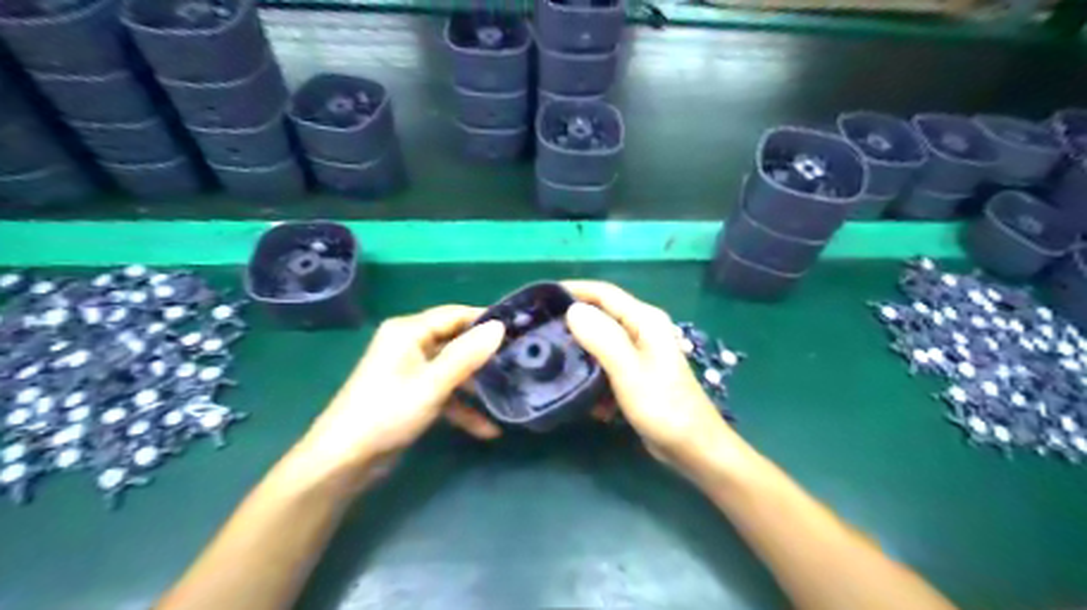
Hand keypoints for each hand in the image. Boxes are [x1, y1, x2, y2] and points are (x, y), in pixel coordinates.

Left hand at [290, 305, 507, 490]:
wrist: (344, 461)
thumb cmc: (388, 413)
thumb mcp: (433, 384)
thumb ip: (467, 355)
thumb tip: (500, 326)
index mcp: (409, 331)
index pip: (455, 314)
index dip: (485, 321)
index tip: (519, 330)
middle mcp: (410, 344)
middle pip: (456, 342)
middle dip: (485, 355)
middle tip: (520, 361)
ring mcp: (411, 371)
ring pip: (453, 369)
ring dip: (476, 386)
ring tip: (510, 393)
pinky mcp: (412, 394)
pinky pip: (444, 392)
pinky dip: (462, 407)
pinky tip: (487, 429)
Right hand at [561, 282, 738, 476]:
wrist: (693, 447)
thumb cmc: (663, 407)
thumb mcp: (629, 371)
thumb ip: (602, 338)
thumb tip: (573, 310)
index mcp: (645, 320)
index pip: (604, 293)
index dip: (573, 290)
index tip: (542, 298)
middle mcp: (642, 330)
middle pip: (601, 316)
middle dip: (572, 323)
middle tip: (539, 332)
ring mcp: (640, 352)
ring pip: (600, 342)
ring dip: (580, 352)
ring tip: (551, 361)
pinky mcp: (635, 373)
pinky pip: (606, 364)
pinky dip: (593, 374)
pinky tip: (582, 392)